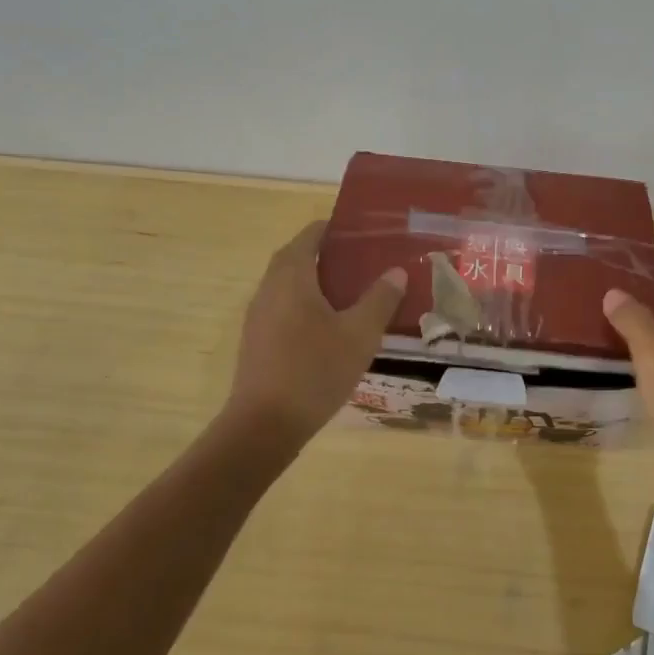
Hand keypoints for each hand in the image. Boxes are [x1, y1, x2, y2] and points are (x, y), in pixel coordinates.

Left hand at [223, 221, 406, 453]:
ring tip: (351, 291)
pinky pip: (283, 307)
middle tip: (362, 261)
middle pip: (296, 257)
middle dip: (326, 254)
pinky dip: (306, 303)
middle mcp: (269, 289)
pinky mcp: (257, 340)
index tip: (362, 232)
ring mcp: (259, 316)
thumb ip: (380, 299)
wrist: (264, 426)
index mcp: (292, 277)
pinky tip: (330, 326)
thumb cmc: (315, 371)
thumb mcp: (359, 334)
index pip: (310, 236)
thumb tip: (396, 272)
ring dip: (315, 280)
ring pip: (288, 284)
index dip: (334, 228)